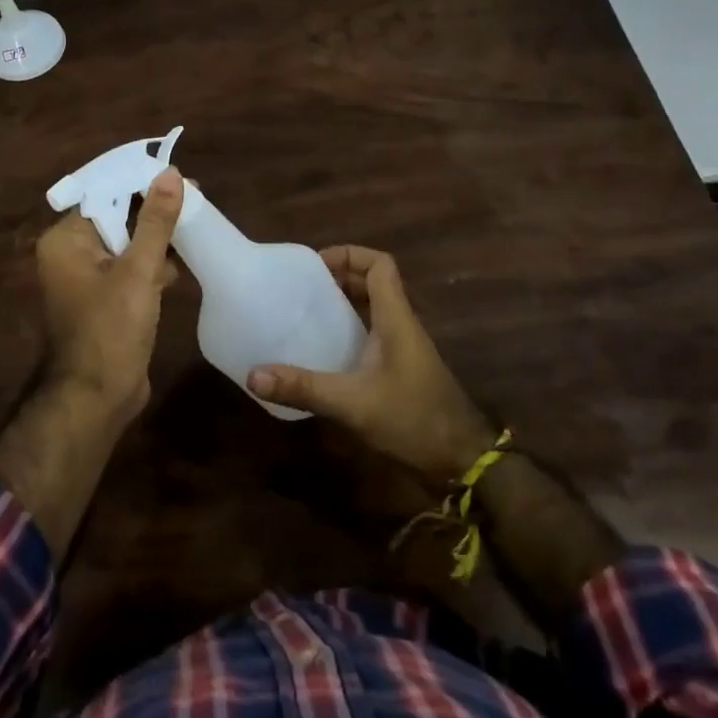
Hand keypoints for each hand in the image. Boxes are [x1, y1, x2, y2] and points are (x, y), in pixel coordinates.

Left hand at [34, 168, 183, 426]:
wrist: (98, 398)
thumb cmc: (111, 329)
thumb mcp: (138, 270)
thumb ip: (155, 221)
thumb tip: (171, 174)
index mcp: (66, 240)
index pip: (105, 195)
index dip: (142, 184)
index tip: (179, 178)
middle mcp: (71, 254)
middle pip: (117, 217)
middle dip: (154, 211)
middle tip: (195, 199)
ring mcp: (87, 278)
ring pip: (126, 243)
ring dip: (156, 238)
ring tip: (195, 225)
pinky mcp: (105, 299)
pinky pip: (130, 268)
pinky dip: (152, 264)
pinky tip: (181, 263)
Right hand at [248, 246, 495, 482]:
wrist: (463, 461)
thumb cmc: (414, 420)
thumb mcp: (353, 403)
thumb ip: (304, 387)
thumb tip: (254, 376)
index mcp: (396, 318)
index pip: (380, 265)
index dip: (349, 255)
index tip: (315, 266)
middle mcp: (401, 325)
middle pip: (373, 283)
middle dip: (338, 277)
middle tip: (301, 288)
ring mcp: (403, 348)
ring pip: (373, 309)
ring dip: (343, 304)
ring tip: (305, 312)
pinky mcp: (400, 370)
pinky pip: (372, 335)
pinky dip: (349, 331)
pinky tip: (324, 351)